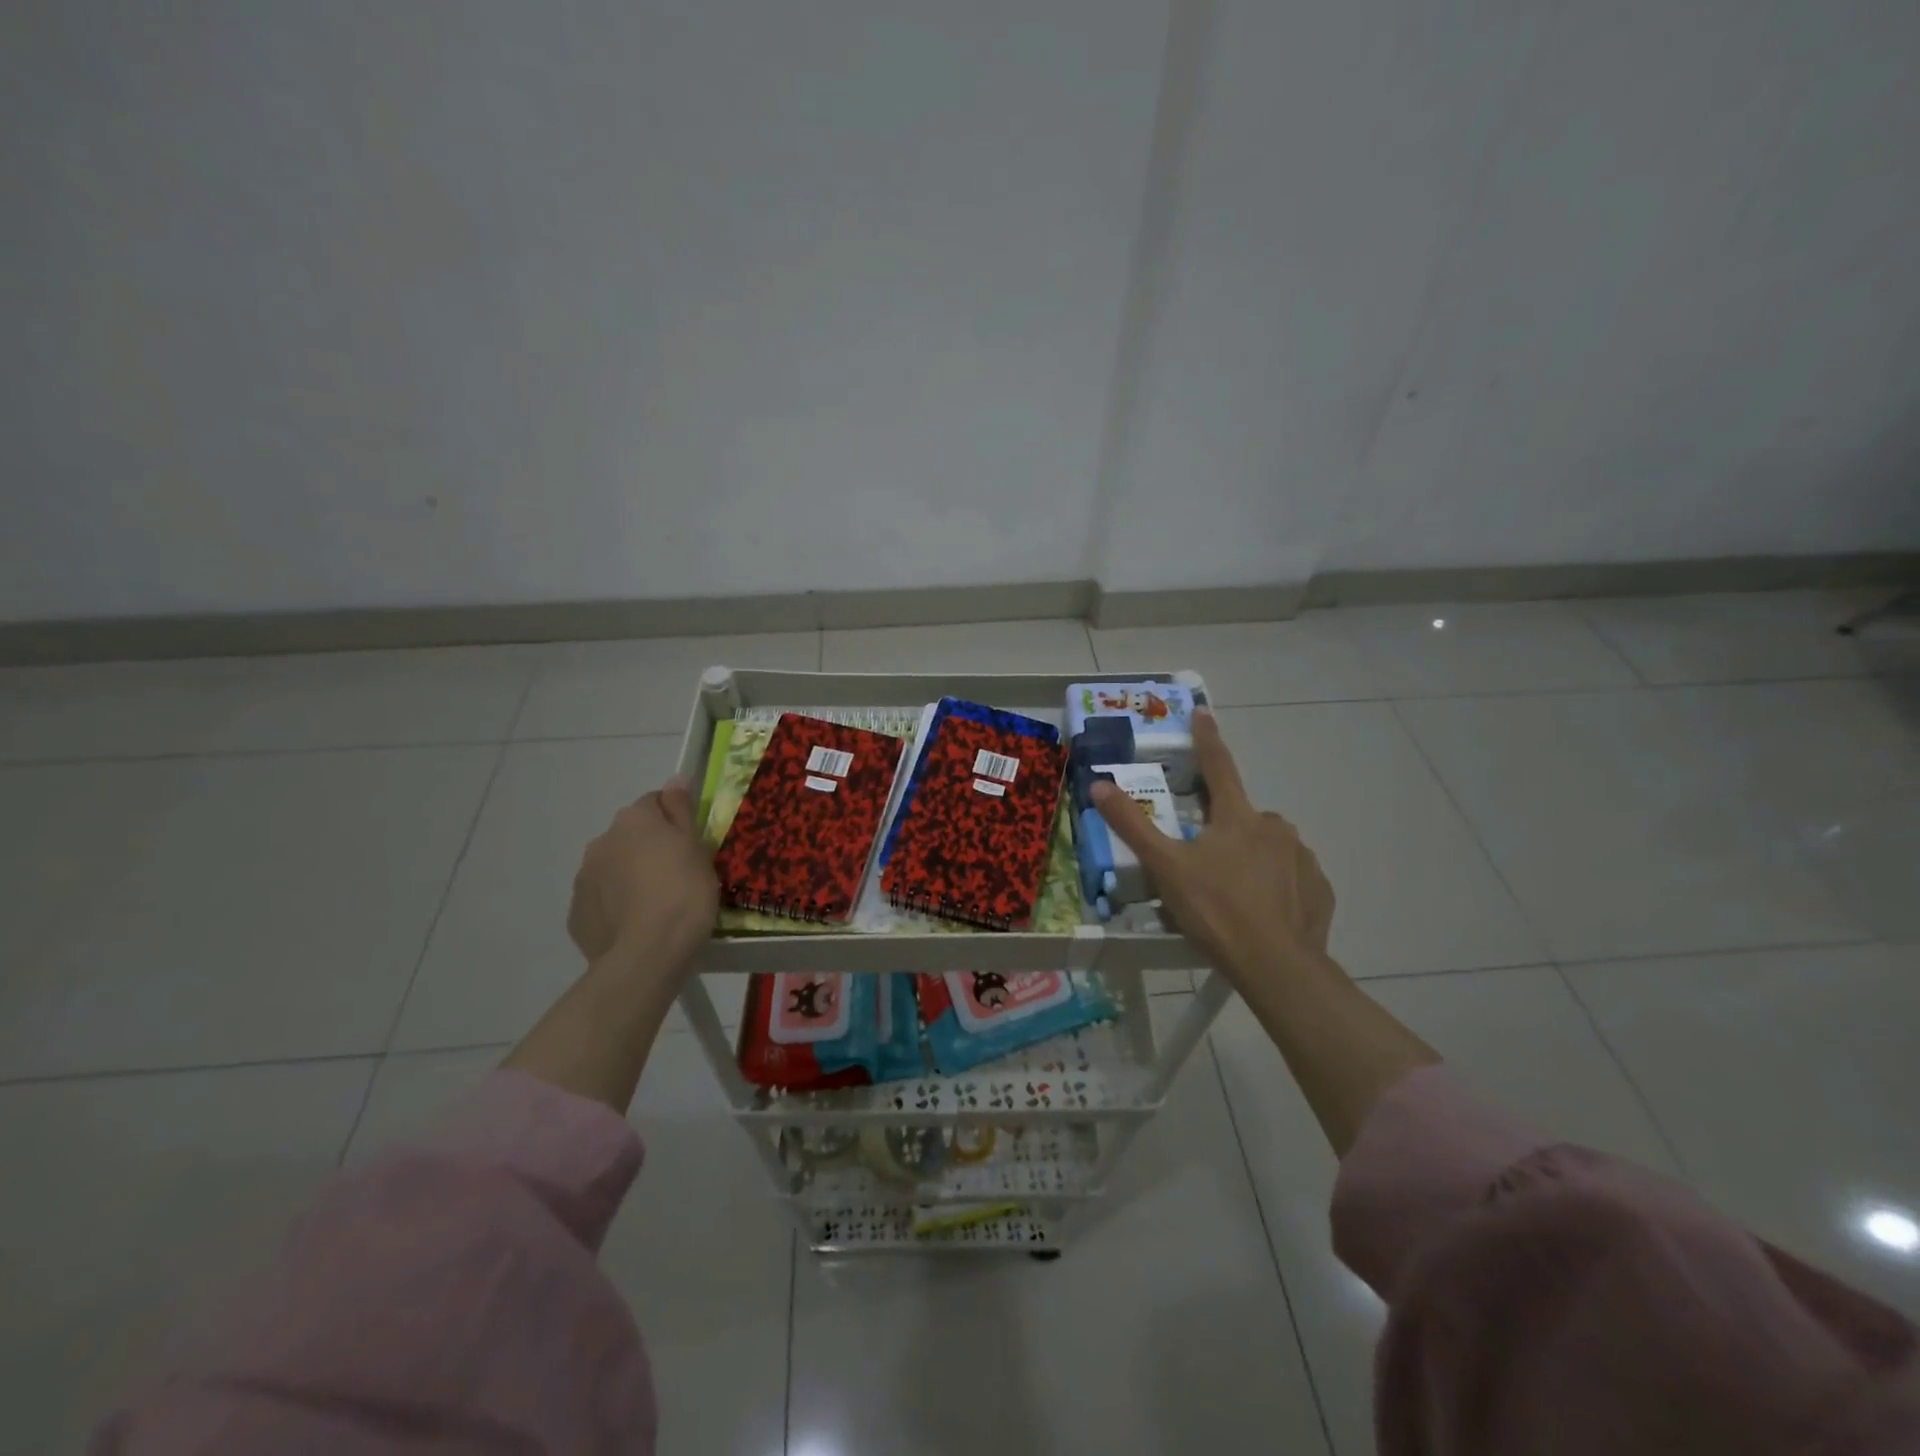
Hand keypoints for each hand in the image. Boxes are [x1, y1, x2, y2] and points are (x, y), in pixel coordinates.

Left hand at [567, 777, 717, 978]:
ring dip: (630, 875)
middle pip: (631, 834)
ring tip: (656, 904)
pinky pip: (602, 898)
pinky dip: (616, 904)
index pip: (655, 802)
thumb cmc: (684, 894)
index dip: (675, 821)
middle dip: (650, 848)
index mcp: (634, 819)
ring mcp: (584, 877)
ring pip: (613, 866)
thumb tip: (675, 778)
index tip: (691, 845)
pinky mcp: (576, 912)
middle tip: (678, 875)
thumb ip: (681, 810)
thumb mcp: (697, 848)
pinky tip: (636, 924)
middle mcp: (602, 840)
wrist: (646, 956)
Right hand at [1092, 709, 1334, 981]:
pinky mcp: (1319, 890)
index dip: (1207, 738)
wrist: (1276, 965)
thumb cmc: (1215, 909)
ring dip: (1251, 858)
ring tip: (1231, 894)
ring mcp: (1302, 858)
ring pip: (1269, 846)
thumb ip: (1132, 824)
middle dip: (1224, 829)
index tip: (1203, 712)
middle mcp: (1274, 828)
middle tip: (1204, 863)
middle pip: (1242, 816)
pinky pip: (1292, 877)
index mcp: (1237, 817)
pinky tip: (1263, 912)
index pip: (1218, 766)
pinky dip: (1277, 885)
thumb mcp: (1165, 867)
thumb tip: (1099, 784)